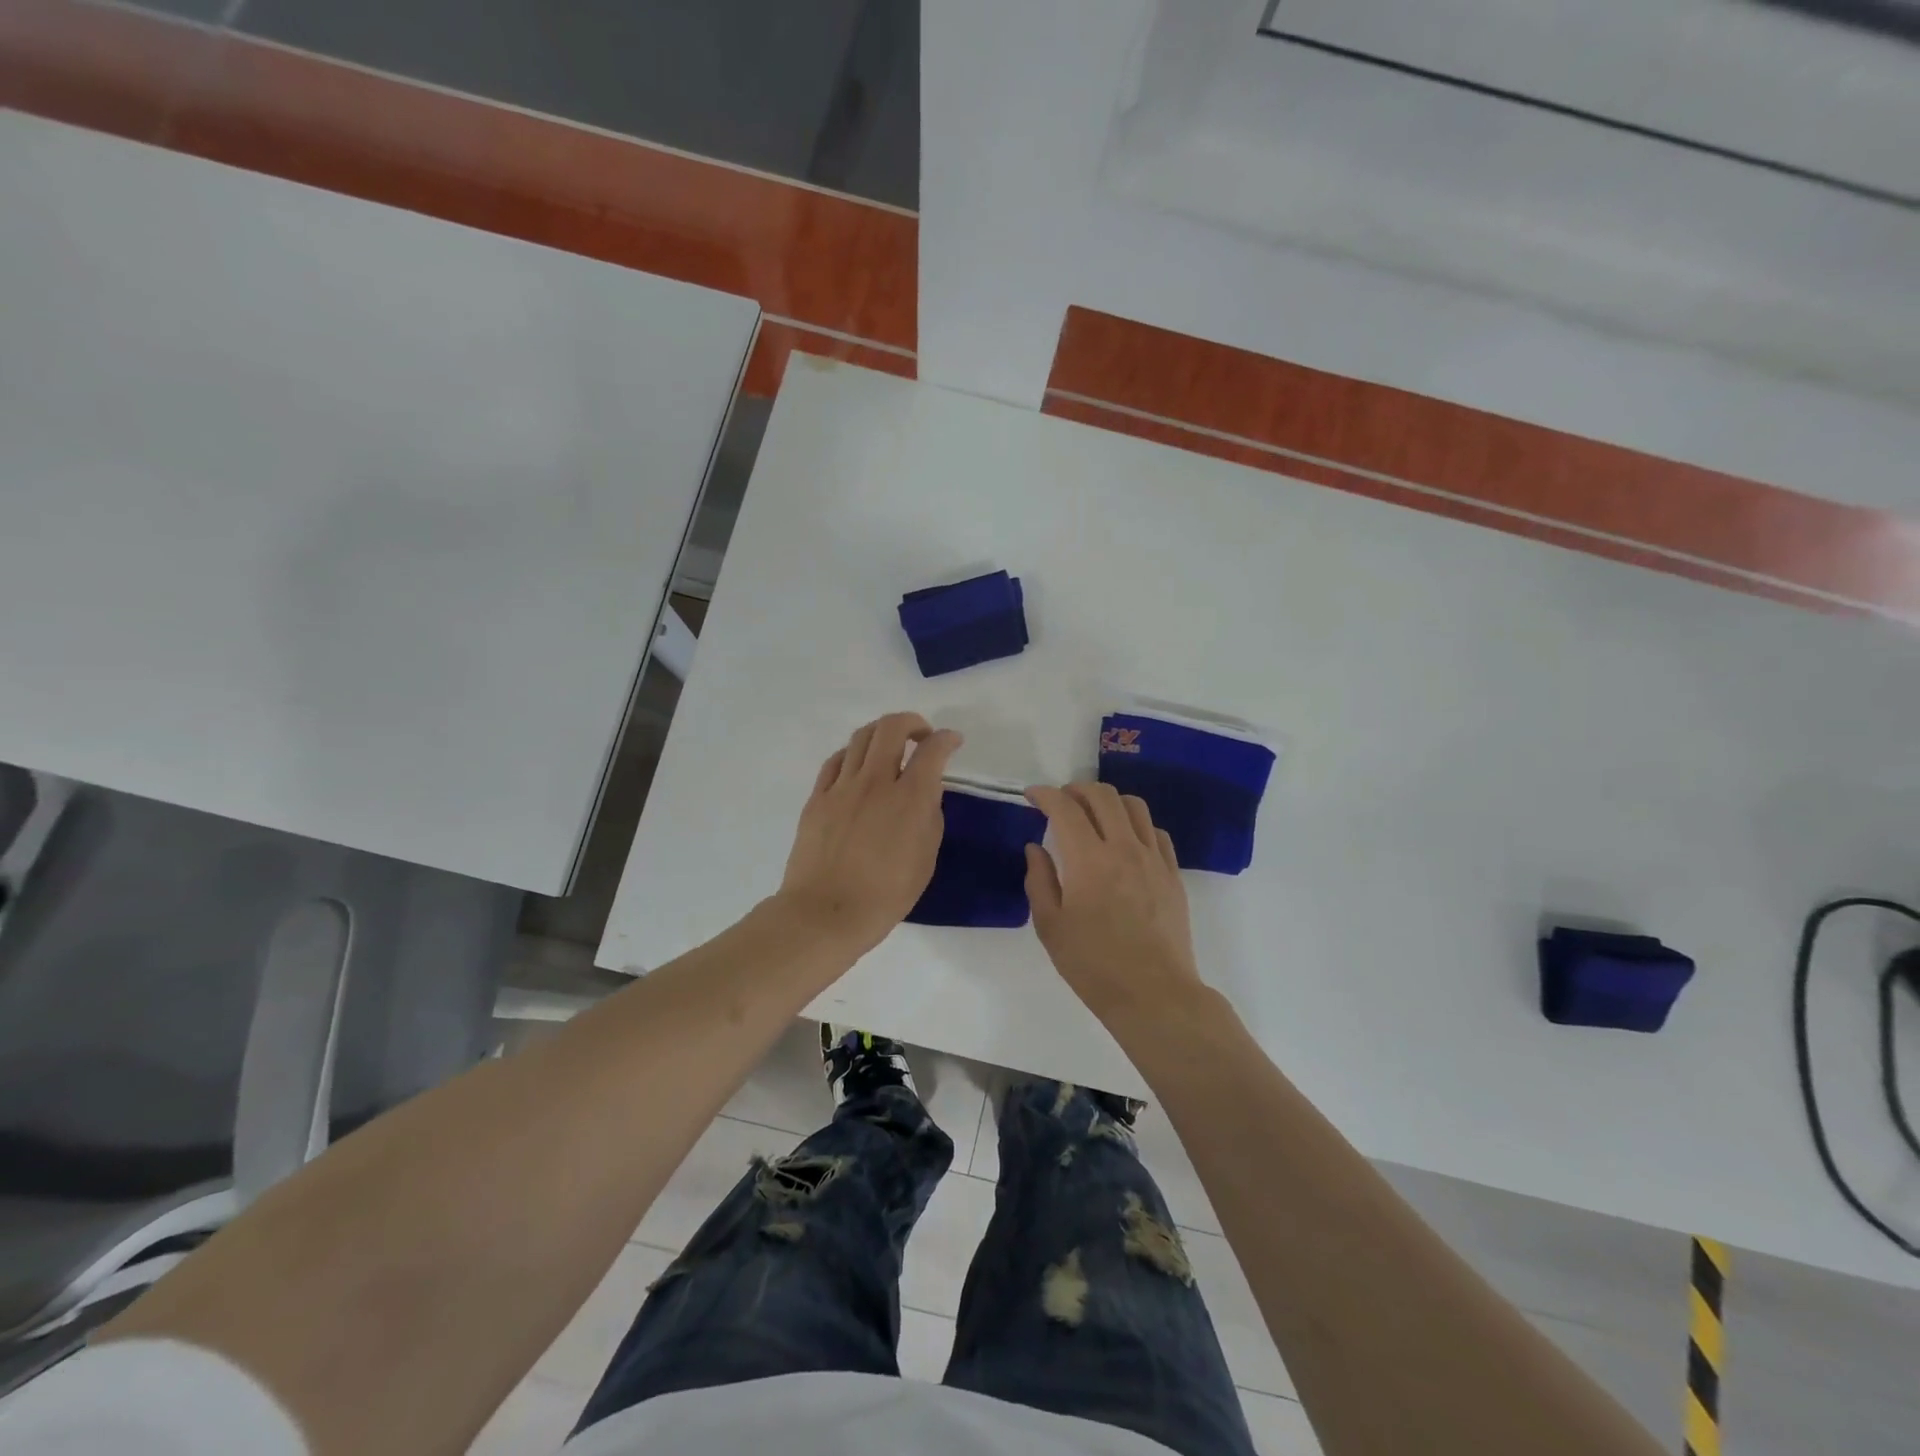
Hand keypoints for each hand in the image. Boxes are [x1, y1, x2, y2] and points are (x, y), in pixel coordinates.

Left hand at [778, 713, 961, 953]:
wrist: (825, 913)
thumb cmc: (885, 895)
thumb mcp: (926, 859)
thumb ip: (930, 817)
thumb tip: (925, 794)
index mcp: (910, 798)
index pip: (932, 750)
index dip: (947, 738)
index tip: (953, 740)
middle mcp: (876, 781)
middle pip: (892, 727)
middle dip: (912, 722)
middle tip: (921, 736)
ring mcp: (842, 786)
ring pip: (861, 737)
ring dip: (882, 733)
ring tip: (890, 747)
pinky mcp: (818, 797)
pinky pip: (836, 760)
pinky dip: (853, 754)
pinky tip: (858, 766)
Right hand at [1024, 782, 1204, 1023]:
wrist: (1153, 994)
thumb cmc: (1093, 965)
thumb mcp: (1050, 927)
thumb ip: (1040, 880)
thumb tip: (1036, 848)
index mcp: (1088, 860)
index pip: (1065, 809)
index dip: (1045, 795)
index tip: (1032, 795)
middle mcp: (1123, 849)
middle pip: (1103, 796)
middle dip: (1076, 789)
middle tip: (1061, 801)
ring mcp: (1153, 859)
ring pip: (1134, 806)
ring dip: (1108, 801)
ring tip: (1093, 815)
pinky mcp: (1172, 874)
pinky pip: (1155, 832)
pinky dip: (1135, 824)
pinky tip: (1125, 840)